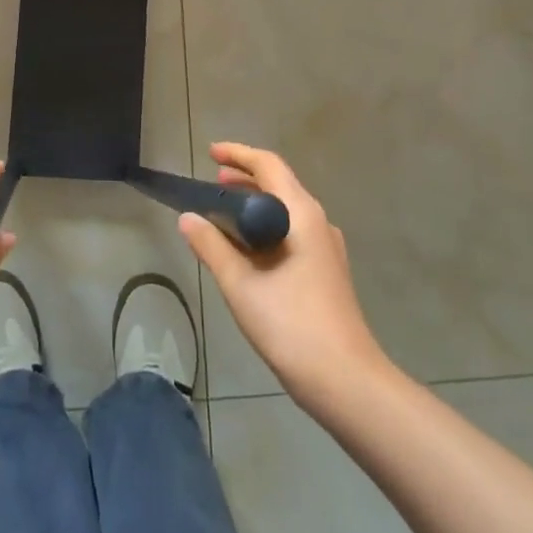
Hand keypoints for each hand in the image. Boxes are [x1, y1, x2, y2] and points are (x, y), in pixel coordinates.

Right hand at [179, 143, 387, 410]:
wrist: (345, 379)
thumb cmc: (290, 324)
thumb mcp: (241, 284)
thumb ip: (211, 246)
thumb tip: (187, 218)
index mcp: (300, 214)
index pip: (268, 165)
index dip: (238, 154)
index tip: (210, 153)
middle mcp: (318, 222)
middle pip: (280, 184)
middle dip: (245, 179)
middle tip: (212, 182)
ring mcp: (326, 247)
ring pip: (286, 210)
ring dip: (255, 204)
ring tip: (223, 213)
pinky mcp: (327, 270)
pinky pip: (292, 232)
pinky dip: (266, 227)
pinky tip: (247, 250)